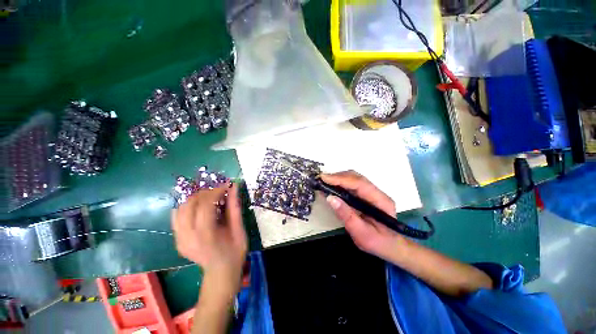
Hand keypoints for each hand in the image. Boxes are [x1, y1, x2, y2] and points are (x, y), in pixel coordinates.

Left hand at [171, 183, 246, 295]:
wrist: (221, 272)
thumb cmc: (235, 251)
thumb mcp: (239, 228)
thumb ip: (234, 207)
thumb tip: (234, 187)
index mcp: (205, 236)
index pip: (204, 205)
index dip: (215, 191)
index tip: (226, 186)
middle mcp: (187, 237)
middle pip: (189, 204)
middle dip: (205, 193)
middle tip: (220, 192)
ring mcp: (179, 239)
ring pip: (180, 209)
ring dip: (196, 199)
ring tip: (211, 198)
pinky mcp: (177, 240)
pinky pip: (177, 217)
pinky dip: (188, 207)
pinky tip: (199, 207)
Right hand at [321, 171, 403, 259]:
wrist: (391, 246)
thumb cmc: (378, 243)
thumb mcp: (361, 234)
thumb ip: (346, 215)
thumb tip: (330, 198)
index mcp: (381, 201)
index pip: (359, 184)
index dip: (341, 179)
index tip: (325, 178)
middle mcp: (378, 193)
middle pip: (356, 178)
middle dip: (338, 177)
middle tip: (321, 179)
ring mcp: (372, 193)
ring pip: (354, 179)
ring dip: (338, 178)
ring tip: (324, 182)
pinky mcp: (366, 195)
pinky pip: (352, 185)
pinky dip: (340, 183)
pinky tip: (331, 187)